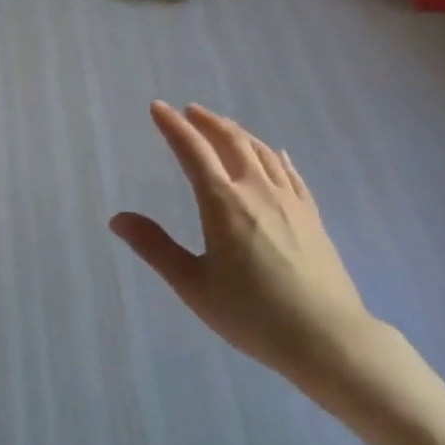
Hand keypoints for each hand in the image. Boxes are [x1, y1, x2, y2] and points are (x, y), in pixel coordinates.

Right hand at [111, 103, 389, 395]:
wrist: (327, 337)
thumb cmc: (252, 315)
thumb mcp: (193, 286)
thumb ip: (155, 248)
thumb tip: (118, 219)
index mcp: (223, 203)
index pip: (193, 151)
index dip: (173, 126)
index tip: (158, 107)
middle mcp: (257, 190)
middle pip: (231, 141)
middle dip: (207, 122)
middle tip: (190, 110)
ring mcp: (289, 200)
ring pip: (262, 151)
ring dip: (238, 133)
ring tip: (223, 127)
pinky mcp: (312, 214)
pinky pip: (290, 172)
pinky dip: (275, 155)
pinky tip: (275, 153)